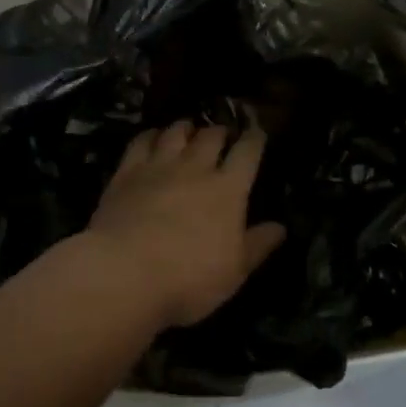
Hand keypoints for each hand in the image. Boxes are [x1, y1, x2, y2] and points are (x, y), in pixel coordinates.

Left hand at [85, 122, 286, 329]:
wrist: (124, 272)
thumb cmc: (188, 279)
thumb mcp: (234, 272)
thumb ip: (258, 245)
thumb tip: (280, 227)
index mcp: (228, 189)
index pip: (247, 152)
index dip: (255, 138)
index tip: (257, 132)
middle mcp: (195, 168)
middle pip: (211, 135)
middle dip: (220, 131)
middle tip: (222, 134)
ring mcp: (159, 166)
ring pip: (176, 132)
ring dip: (187, 127)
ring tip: (189, 129)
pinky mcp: (127, 172)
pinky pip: (141, 141)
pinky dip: (151, 135)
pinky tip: (152, 138)